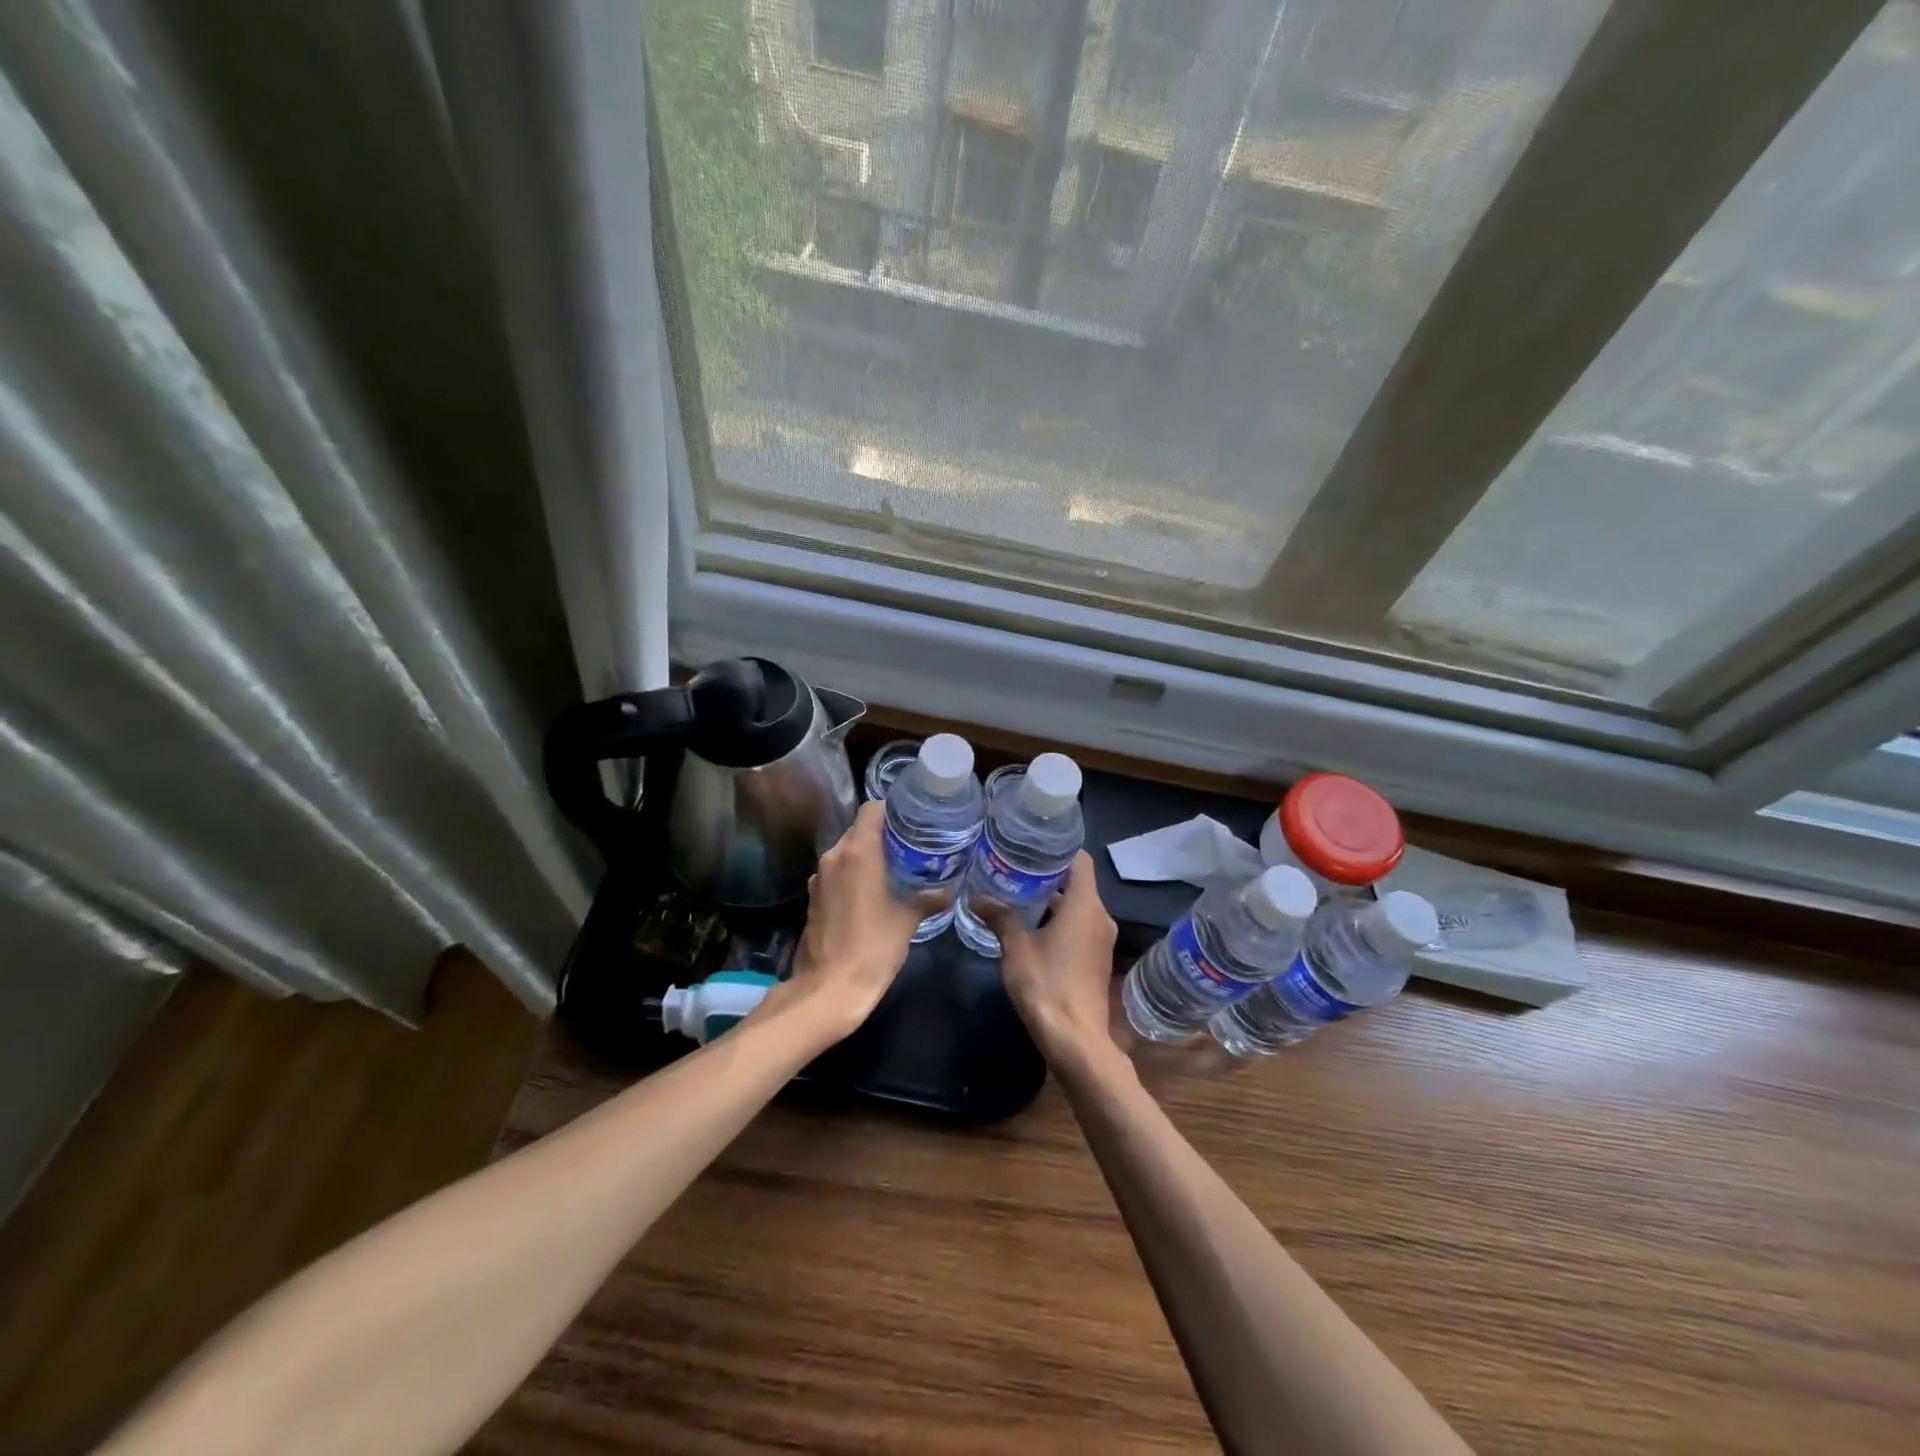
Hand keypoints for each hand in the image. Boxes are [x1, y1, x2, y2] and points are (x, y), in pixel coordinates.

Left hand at [784, 801, 941, 1035]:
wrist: (828, 990)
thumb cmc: (872, 948)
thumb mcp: (908, 921)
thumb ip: (928, 898)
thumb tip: (949, 890)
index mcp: (858, 852)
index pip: (872, 810)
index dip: (894, 809)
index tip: (915, 819)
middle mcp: (834, 856)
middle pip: (859, 829)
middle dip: (885, 833)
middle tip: (914, 843)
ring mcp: (820, 877)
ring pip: (847, 851)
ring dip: (869, 854)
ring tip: (897, 866)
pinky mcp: (813, 897)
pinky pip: (838, 872)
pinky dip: (855, 874)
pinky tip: (874, 891)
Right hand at [976, 852, 1117, 1063]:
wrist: (1076, 1040)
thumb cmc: (1047, 985)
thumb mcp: (1016, 948)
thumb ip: (1000, 918)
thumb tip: (976, 897)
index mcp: (1085, 905)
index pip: (1080, 860)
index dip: (1059, 849)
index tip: (1032, 845)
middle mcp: (1100, 916)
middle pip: (1078, 883)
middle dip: (1049, 874)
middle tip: (1015, 867)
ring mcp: (1102, 940)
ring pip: (1078, 906)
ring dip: (1053, 900)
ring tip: (1018, 893)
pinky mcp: (1098, 959)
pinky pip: (1080, 927)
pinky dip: (1060, 920)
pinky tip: (1032, 926)